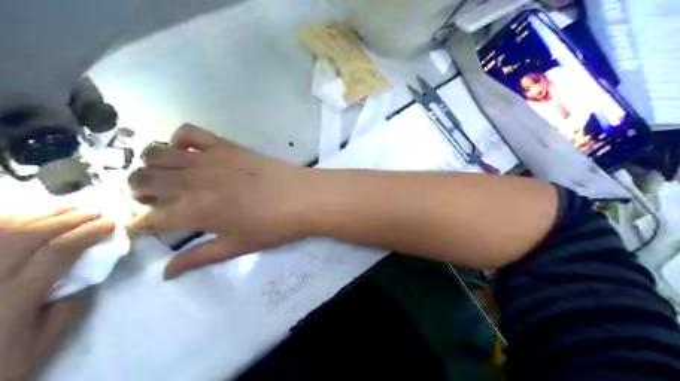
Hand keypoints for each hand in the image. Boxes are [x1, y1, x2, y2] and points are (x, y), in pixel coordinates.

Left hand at [0, 208, 111, 379]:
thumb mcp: (39, 347)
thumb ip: (65, 311)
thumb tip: (83, 279)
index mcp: (16, 297)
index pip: (58, 252)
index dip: (87, 233)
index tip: (110, 224)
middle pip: (32, 234)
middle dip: (70, 219)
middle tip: (95, 213)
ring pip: (6, 228)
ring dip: (43, 214)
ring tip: (70, 209)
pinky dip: (10, 219)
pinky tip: (29, 216)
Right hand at [128, 125, 314, 279]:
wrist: (301, 198)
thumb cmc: (271, 227)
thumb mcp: (234, 248)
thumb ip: (197, 258)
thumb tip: (165, 274)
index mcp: (192, 212)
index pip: (148, 217)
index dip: (140, 224)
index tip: (144, 226)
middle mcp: (190, 182)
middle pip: (142, 180)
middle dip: (139, 192)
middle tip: (157, 200)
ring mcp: (206, 159)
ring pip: (156, 154)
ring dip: (152, 166)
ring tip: (168, 177)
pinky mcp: (223, 144)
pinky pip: (187, 132)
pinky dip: (178, 140)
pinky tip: (188, 153)